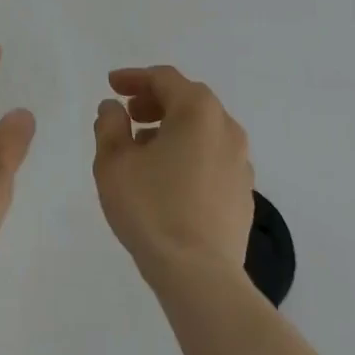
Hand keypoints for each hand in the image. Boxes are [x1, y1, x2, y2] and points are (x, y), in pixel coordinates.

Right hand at [93, 65, 254, 287]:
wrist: (200, 276)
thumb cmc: (152, 209)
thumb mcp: (114, 162)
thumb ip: (110, 125)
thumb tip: (114, 108)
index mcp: (198, 111)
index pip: (164, 78)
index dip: (134, 78)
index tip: (112, 85)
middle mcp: (226, 128)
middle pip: (187, 100)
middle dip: (154, 102)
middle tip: (128, 115)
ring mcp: (240, 162)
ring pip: (202, 130)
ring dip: (171, 128)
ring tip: (143, 149)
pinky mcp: (244, 194)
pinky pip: (212, 157)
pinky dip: (189, 153)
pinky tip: (167, 178)